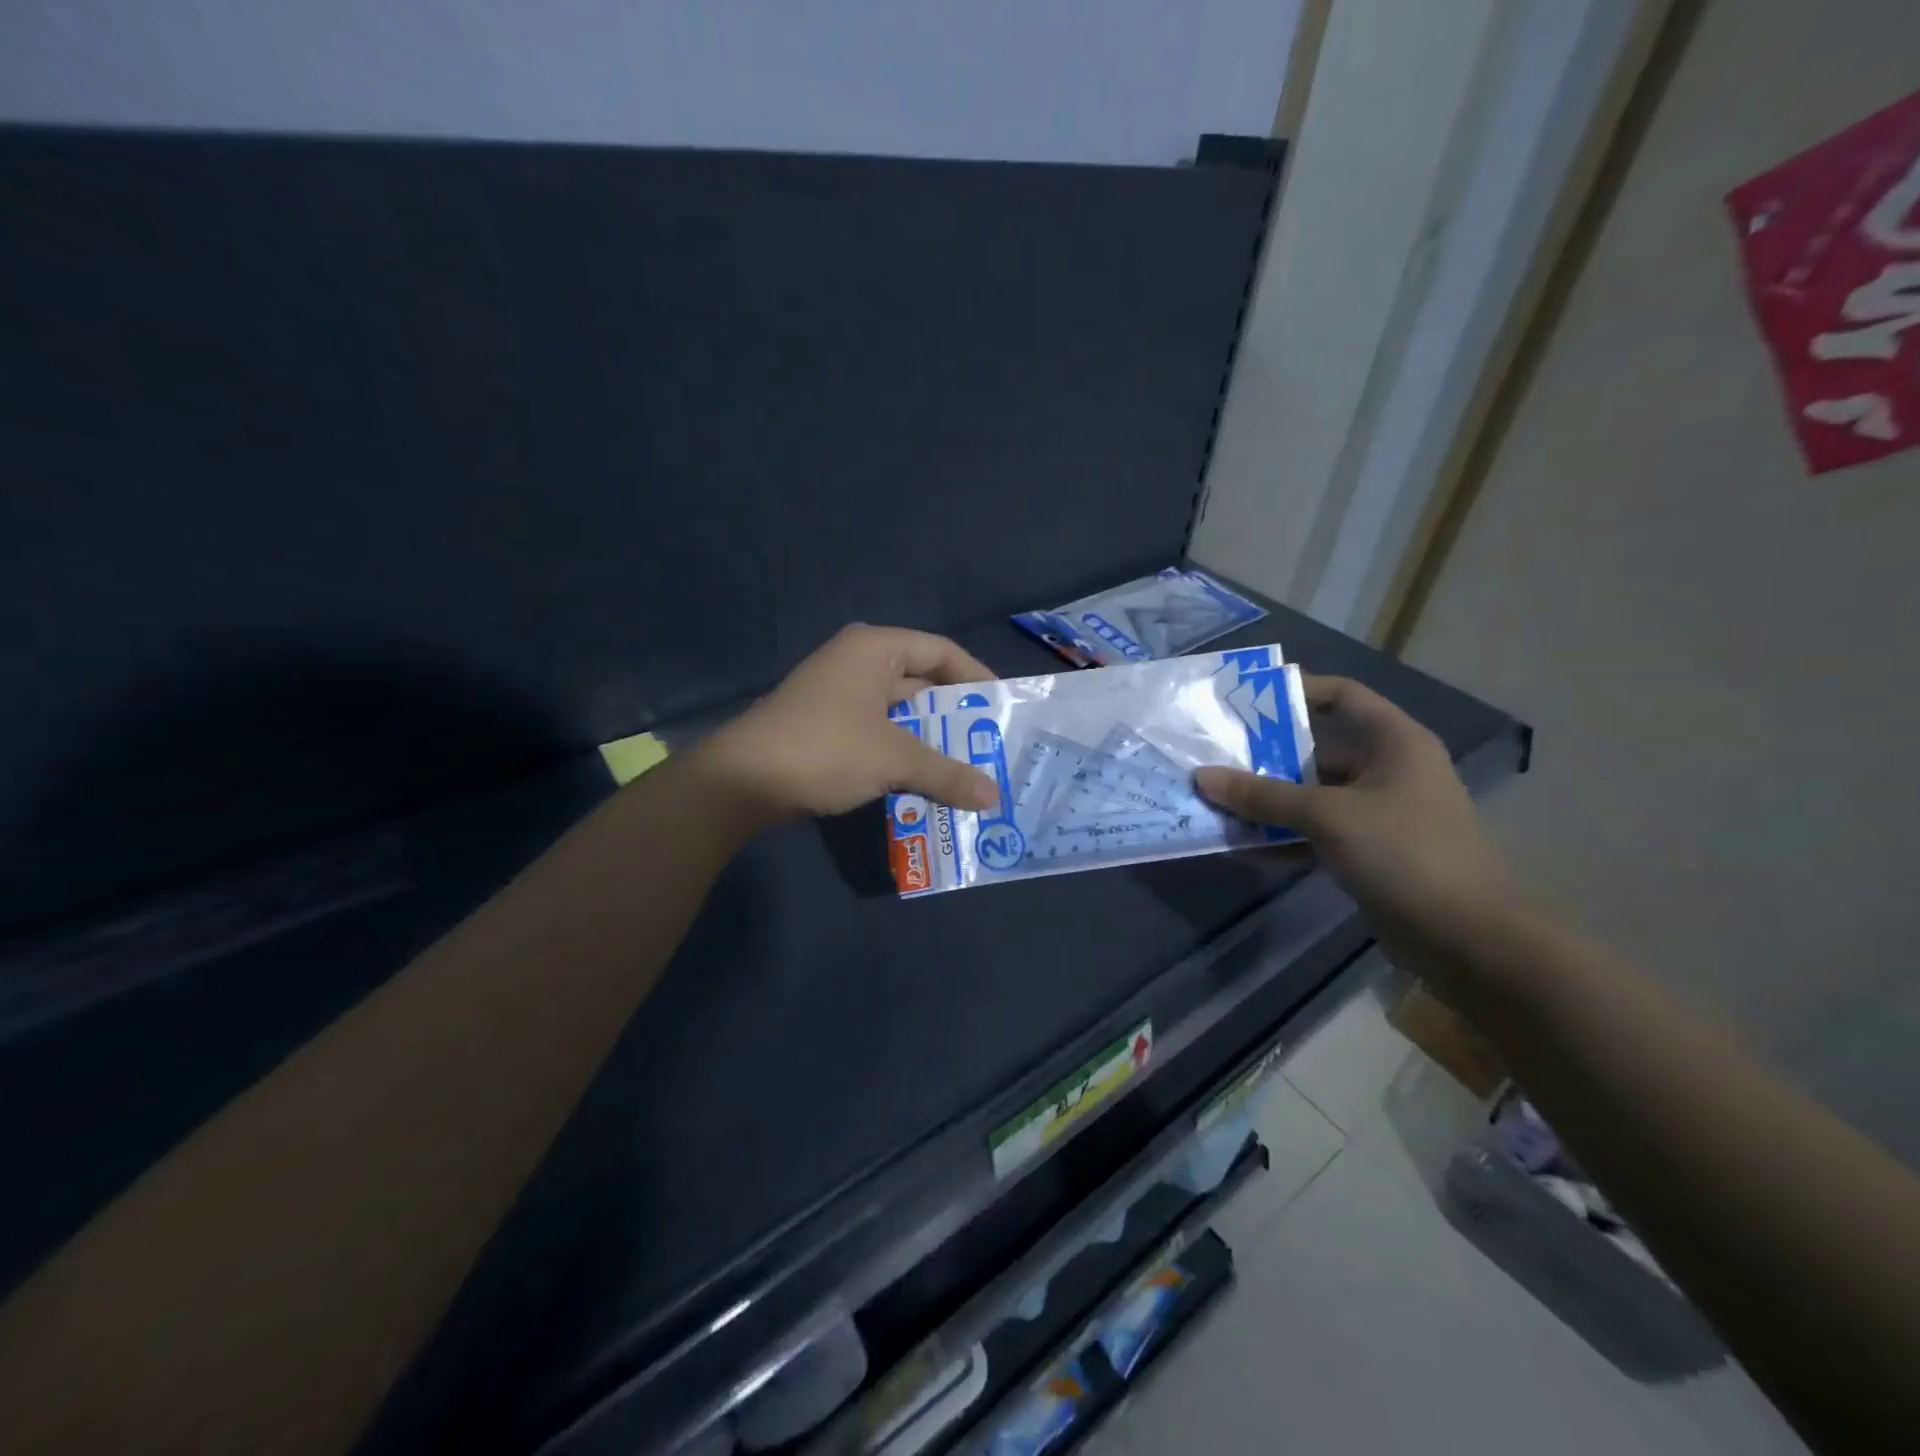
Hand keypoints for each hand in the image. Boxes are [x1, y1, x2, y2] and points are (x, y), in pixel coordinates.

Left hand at [695, 625, 1001, 818]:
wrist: (741, 782)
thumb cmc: (826, 749)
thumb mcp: (894, 759)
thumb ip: (948, 773)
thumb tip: (993, 797)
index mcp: (875, 649)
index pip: (941, 651)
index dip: (977, 677)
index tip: (1003, 707)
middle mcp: (857, 663)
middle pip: (921, 682)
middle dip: (956, 717)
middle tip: (991, 745)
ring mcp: (838, 696)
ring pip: (900, 714)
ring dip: (930, 741)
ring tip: (967, 769)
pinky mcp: (826, 727)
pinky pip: (878, 734)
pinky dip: (902, 754)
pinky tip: (924, 782)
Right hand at [1193, 675, 1511, 966]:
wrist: (1466, 939)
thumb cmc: (1405, 853)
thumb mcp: (1328, 816)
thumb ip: (1263, 796)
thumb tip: (1202, 777)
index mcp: (1394, 742)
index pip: (1343, 696)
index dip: (1297, 690)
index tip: (1245, 698)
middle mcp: (1387, 770)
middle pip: (1317, 749)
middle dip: (1265, 754)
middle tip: (1213, 754)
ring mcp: (1377, 814)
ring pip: (1311, 795)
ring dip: (1267, 800)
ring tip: (1216, 799)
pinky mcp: (1368, 852)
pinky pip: (1314, 833)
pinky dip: (1281, 837)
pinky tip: (1240, 844)